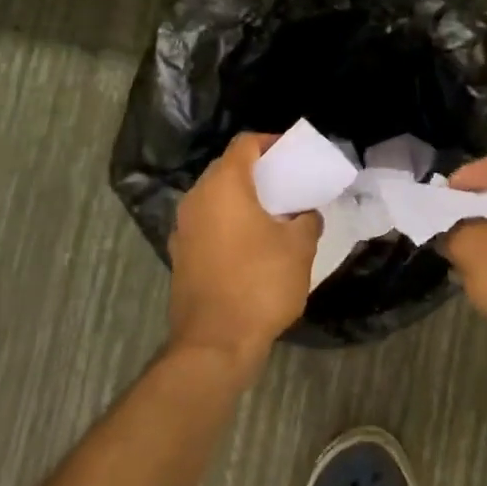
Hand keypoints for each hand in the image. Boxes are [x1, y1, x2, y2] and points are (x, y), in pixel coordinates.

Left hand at [167, 133, 318, 378]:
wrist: (215, 343)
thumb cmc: (260, 283)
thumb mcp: (299, 248)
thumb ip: (306, 220)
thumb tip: (305, 215)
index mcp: (224, 186)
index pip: (245, 144)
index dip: (270, 142)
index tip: (292, 153)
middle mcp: (197, 199)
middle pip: (227, 169)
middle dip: (257, 171)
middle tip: (286, 183)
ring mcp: (183, 229)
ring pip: (215, 198)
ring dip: (241, 199)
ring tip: (273, 214)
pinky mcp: (180, 255)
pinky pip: (207, 224)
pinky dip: (228, 223)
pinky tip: (251, 244)